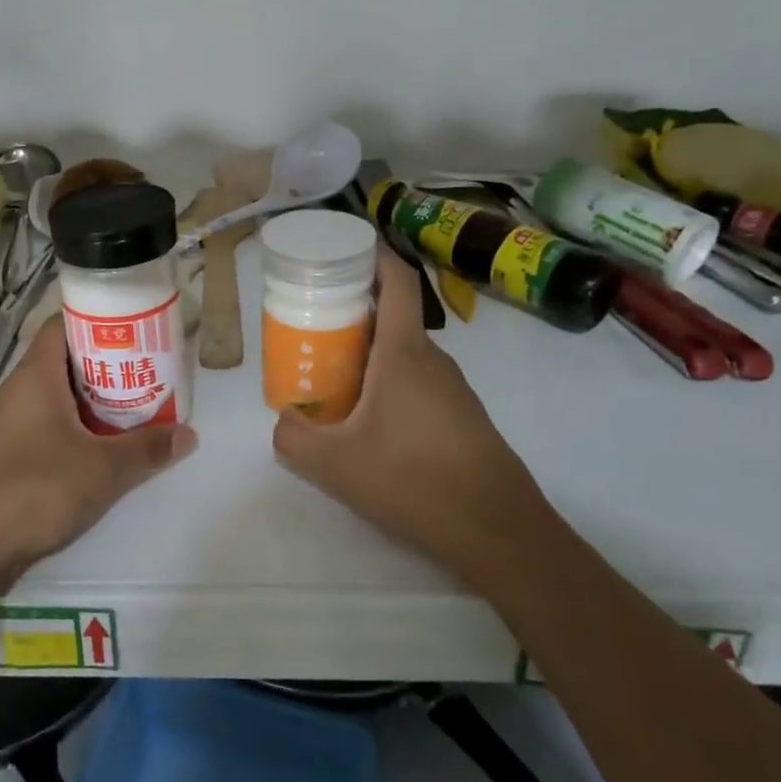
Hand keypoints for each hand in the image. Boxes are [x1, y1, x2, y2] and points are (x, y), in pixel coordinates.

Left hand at [0, 316, 197, 589]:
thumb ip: (147, 449)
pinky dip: (72, 424)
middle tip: (144, 371)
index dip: (98, 320)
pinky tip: (96, 446)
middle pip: (63, 359)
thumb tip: (189, 434)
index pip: (63, 324)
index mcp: (35, 376)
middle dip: (104, 363)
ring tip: (130, 407)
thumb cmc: (35, 491)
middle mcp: (16, 390)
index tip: (134, 329)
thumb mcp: (102, 470)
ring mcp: (6, 422)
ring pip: (55, 394)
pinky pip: (44, 421)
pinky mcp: (4, 452)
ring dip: (89, 398)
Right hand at [273, 250, 554, 580]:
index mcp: (404, 353)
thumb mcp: (335, 465)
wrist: (499, 530)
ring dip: (370, 351)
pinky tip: (369, 418)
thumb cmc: (414, 481)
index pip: (397, 281)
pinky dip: (389, 380)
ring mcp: (453, 387)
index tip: (342, 251)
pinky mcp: (462, 414)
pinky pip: (418, 380)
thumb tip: (282, 420)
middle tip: (313, 322)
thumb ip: (294, 438)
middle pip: (393, 316)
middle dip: (353, 310)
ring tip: (332, 371)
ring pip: (404, 352)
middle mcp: (432, 359)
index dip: (373, 255)